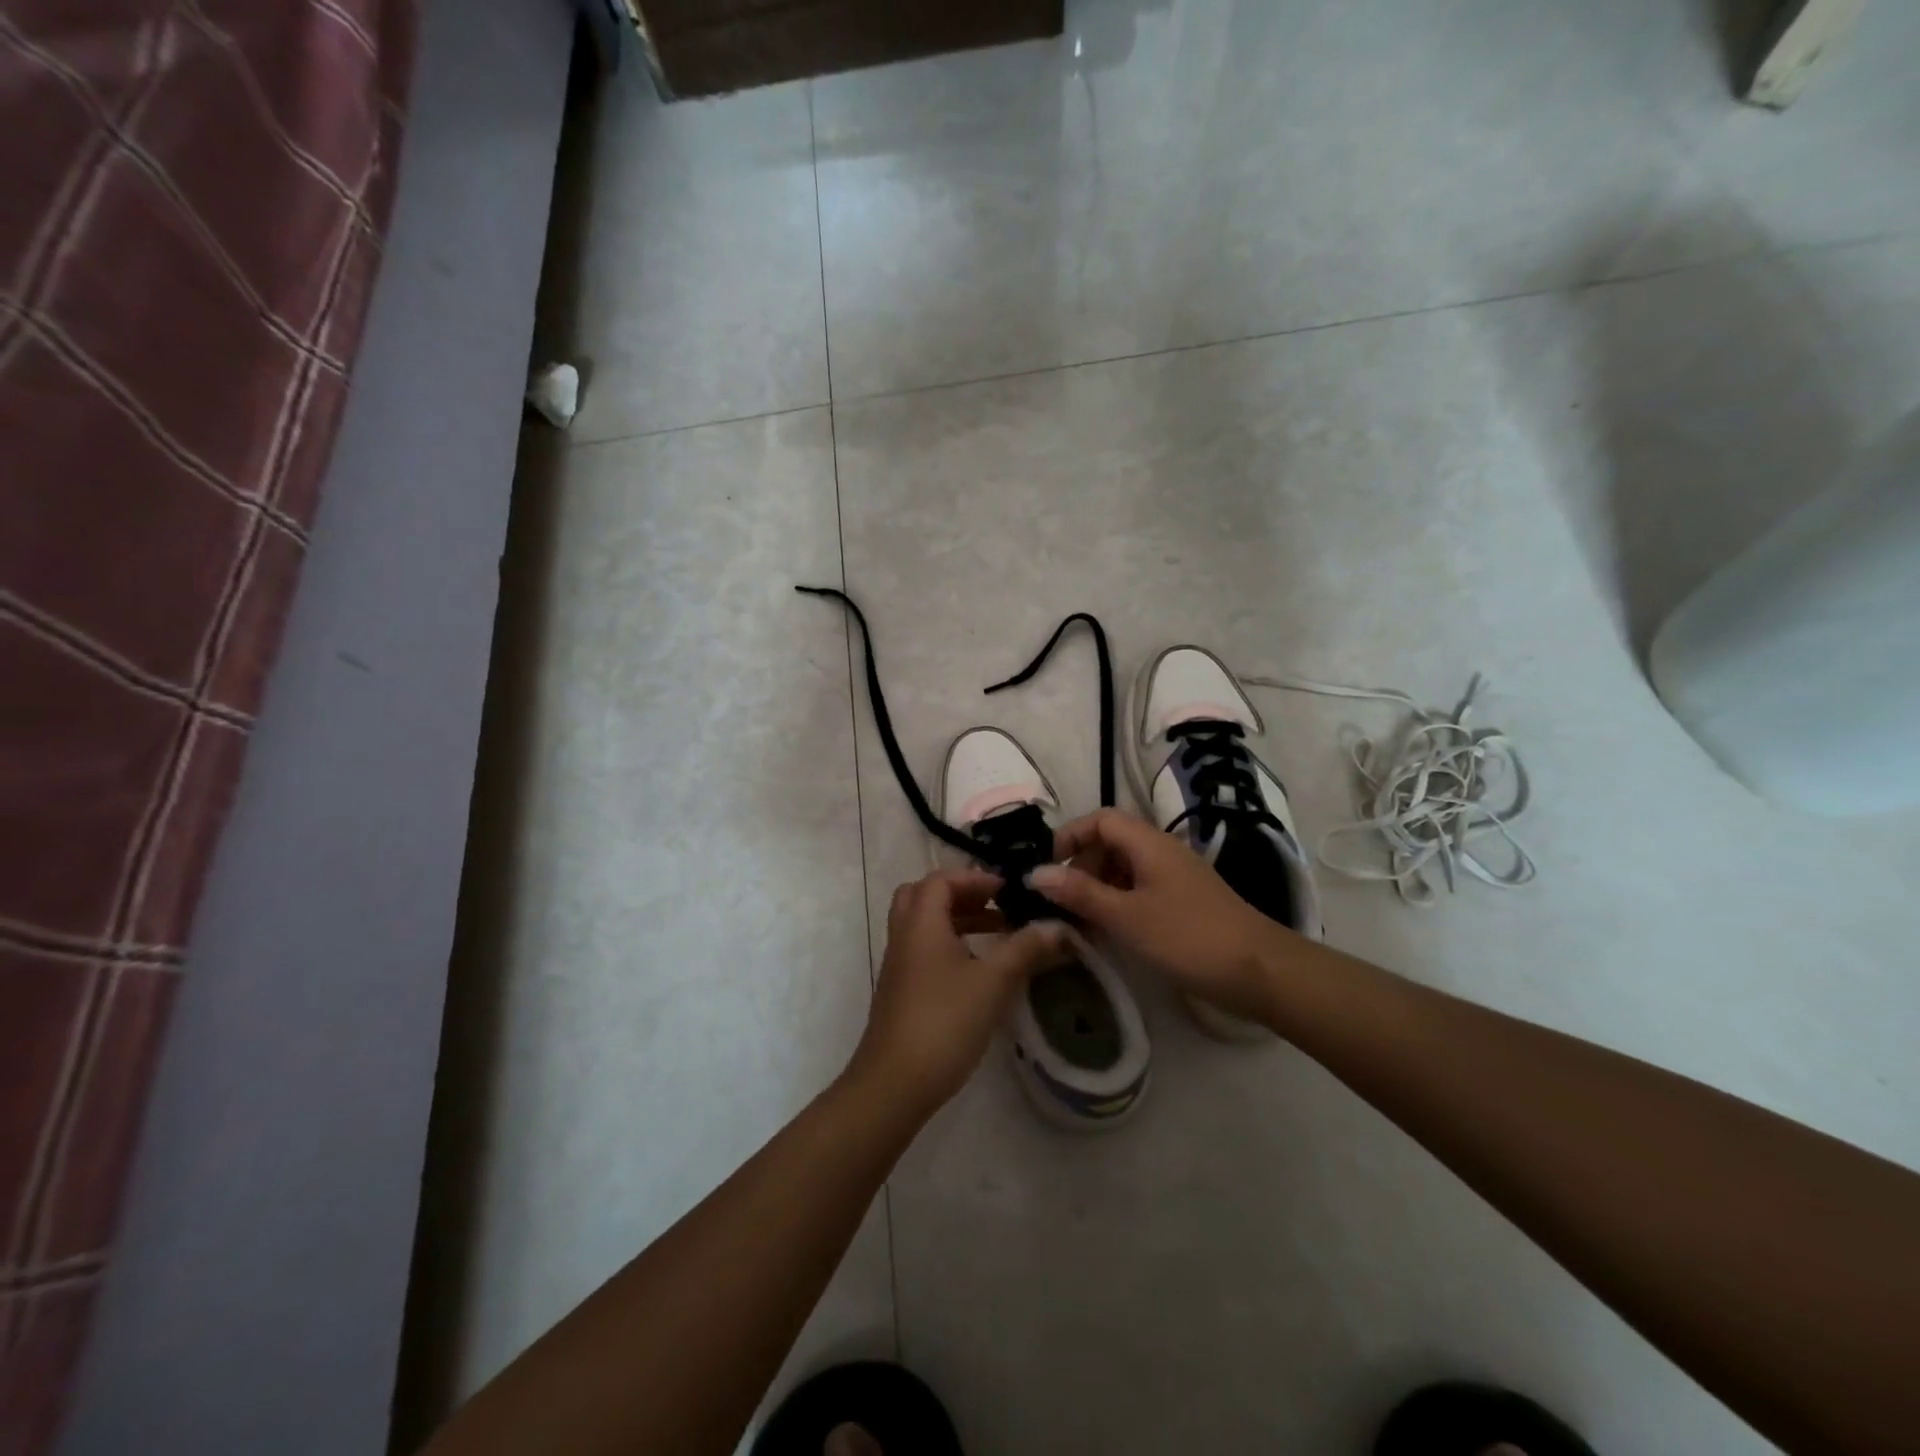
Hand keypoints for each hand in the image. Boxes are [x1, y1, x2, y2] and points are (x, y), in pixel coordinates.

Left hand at [847, 869, 1069, 1117]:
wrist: (894, 1083)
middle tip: (996, 904)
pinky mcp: (901, 991)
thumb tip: (1060, 927)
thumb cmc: (944, 1021)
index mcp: (921, 922)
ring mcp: (899, 965)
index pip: (941, 879)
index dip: (975, 878)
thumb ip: (1026, 949)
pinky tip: (979, 971)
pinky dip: (950, 945)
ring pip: (924, 924)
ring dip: (958, 920)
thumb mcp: (993, 982)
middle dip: (962, 894)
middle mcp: (904, 935)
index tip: (1008, 889)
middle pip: (925, 896)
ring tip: (999, 934)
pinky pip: (924, 950)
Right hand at [1031, 809, 1290, 1024]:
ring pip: (1125, 867)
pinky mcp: (1184, 900)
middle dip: (1081, 865)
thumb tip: (1034, 873)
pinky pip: (1140, 888)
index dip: (1070, 836)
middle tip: (1062, 901)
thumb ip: (1080, 893)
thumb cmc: (1188, 937)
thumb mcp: (1126, 916)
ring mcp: (1176, 876)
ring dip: (1098, 886)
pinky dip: (1118, 901)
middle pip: (1111, 842)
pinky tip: (1110, 931)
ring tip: (1080, 920)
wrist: (1260, 971)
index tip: (1047, 869)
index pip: (1100, 820)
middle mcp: (1162, 851)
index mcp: (1148, 843)